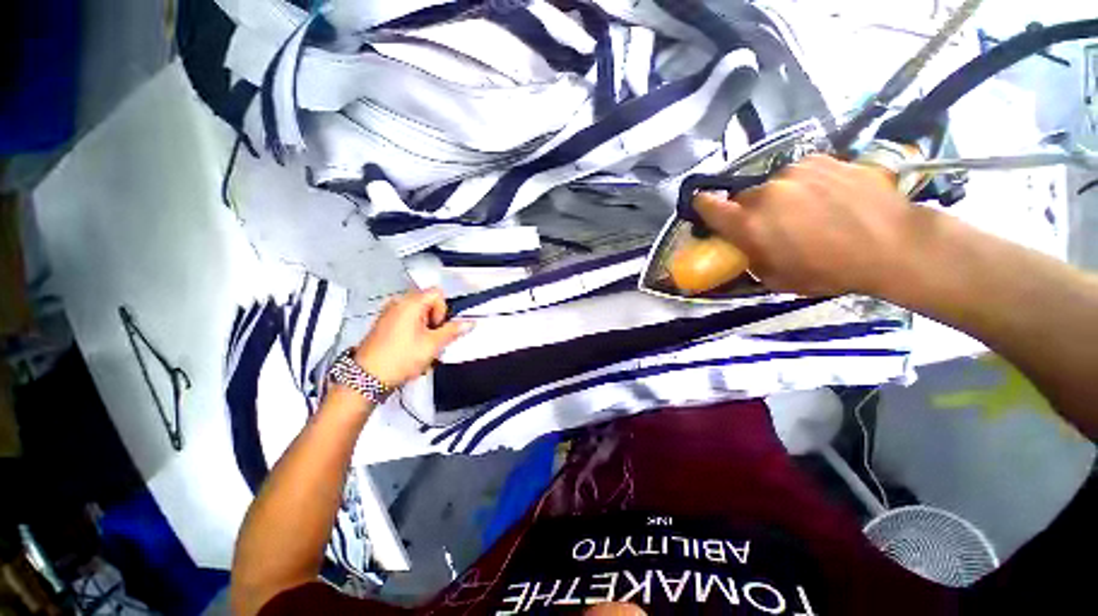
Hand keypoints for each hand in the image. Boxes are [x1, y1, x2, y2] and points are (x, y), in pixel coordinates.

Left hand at [353, 289, 471, 387]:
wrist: (367, 377)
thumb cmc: (400, 358)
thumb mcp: (433, 345)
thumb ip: (453, 331)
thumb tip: (469, 323)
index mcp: (410, 303)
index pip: (437, 293)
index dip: (443, 310)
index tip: (438, 327)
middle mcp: (398, 303)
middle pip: (428, 303)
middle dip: (435, 320)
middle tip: (432, 339)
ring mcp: (388, 313)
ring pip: (418, 314)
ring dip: (425, 327)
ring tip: (421, 346)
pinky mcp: (382, 324)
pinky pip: (405, 321)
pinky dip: (413, 331)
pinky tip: (410, 348)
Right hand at [693, 154, 929, 296]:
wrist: (894, 244)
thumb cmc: (830, 271)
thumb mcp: (777, 279)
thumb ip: (751, 258)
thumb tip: (745, 247)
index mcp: (749, 223)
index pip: (707, 204)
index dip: (702, 207)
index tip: (707, 212)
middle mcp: (765, 192)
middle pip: (742, 198)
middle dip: (750, 211)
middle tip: (772, 225)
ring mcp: (794, 171)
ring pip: (772, 185)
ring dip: (779, 198)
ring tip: (808, 211)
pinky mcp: (821, 160)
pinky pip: (799, 173)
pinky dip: (803, 184)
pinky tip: (827, 197)